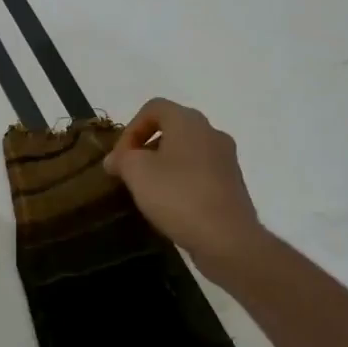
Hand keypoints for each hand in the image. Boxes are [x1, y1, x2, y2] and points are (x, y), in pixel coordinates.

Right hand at [103, 99, 264, 265]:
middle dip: (146, 146)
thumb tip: (115, 159)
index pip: (154, 107)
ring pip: (187, 150)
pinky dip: (182, 180)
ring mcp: (226, 158)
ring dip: (164, 164)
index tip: (121, 157)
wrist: (227, 238)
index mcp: (189, 121)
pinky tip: (172, 204)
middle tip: (130, 171)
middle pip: (172, 127)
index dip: (131, 128)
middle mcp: (211, 132)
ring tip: (149, 190)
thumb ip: (121, 159)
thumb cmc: (178, 196)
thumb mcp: (137, 173)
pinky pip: (200, 171)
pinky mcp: (232, 183)